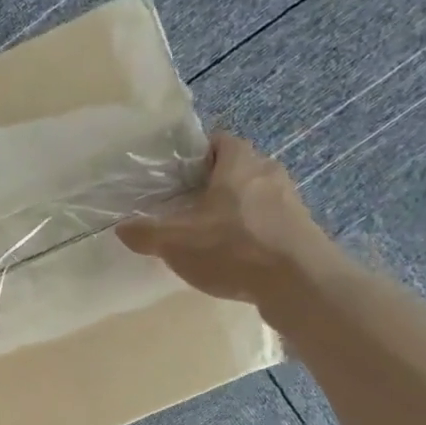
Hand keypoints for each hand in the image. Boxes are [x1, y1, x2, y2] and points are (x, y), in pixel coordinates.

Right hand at [117, 133, 340, 308]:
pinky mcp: (302, 230)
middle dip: (213, 185)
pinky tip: (236, 258)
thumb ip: (146, 233)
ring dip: (235, 211)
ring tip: (209, 236)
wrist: (300, 283)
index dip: (196, 154)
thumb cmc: (233, 247)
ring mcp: (291, 202)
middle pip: (237, 169)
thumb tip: (123, 228)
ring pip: (255, 196)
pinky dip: (252, 233)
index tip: (176, 176)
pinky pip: (269, 223)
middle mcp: (269, 173)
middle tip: (187, 207)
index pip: (219, 141)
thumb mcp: (176, 242)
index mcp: (240, 162)